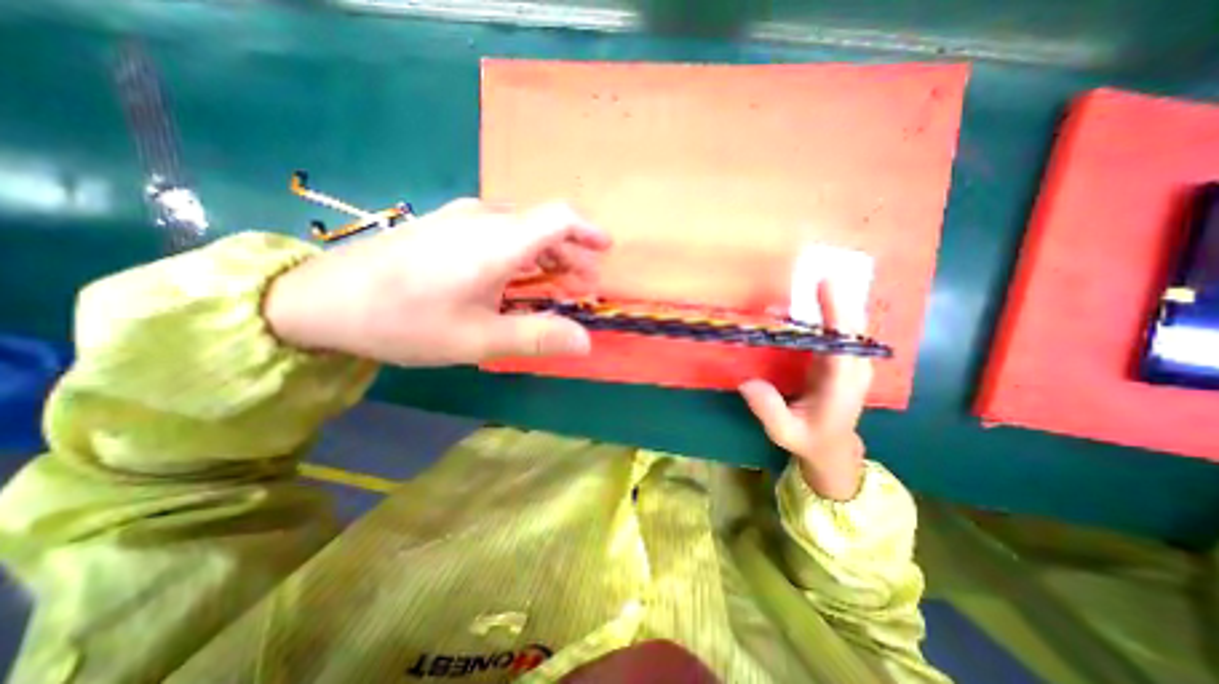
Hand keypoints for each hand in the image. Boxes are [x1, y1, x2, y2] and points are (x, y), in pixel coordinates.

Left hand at [263, 197, 614, 368]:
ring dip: (547, 255)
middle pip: (544, 225)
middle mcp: (484, 219)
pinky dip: (522, 253)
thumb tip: (586, 342)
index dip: (588, 230)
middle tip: (583, 286)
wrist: (322, 300)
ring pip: (522, 229)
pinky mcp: (446, 227)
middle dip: (571, 254)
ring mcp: (462, 219)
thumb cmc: (406, 321)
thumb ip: (537, 337)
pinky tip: (519, 277)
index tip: (606, 250)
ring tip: (558, 284)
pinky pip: (499, 232)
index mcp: (497, 241)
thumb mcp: (478, 339)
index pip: (559, 217)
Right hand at [738, 280, 870, 499]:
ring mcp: (848, 360)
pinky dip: (824, 309)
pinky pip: (836, 328)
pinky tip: (807, 298)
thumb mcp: (785, 433)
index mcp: (842, 385)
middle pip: (851, 324)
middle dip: (836, 295)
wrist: (832, 446)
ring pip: (846, 322)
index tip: (825, 283)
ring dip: (830, 299)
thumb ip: (769, 410)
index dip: (837, 312)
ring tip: (809, 277)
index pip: (844, 344)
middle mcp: (852, 366)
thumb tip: (747, 381)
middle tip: (815, 268)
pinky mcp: (839, 357)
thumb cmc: (809, 439)